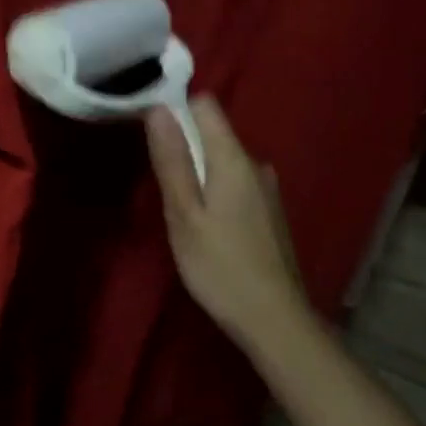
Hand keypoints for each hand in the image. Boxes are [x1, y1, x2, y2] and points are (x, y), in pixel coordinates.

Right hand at [146, 97, 313, 351]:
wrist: (274, 319)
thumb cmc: (220, 266)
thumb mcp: (183, 214)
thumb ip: (172, 160)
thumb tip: (158, 109)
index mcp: (234, 159)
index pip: (205, 105)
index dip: (176, 110)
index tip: (151, 135)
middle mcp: (256, 164)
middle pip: (213, 133)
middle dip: (183, 146)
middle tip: (160, 184)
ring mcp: (266, 190)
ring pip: (223, 161)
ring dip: (199, 173)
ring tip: (179, 209)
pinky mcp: (269, 213)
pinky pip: (235, 183)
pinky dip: (215, 192)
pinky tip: (206, 227)